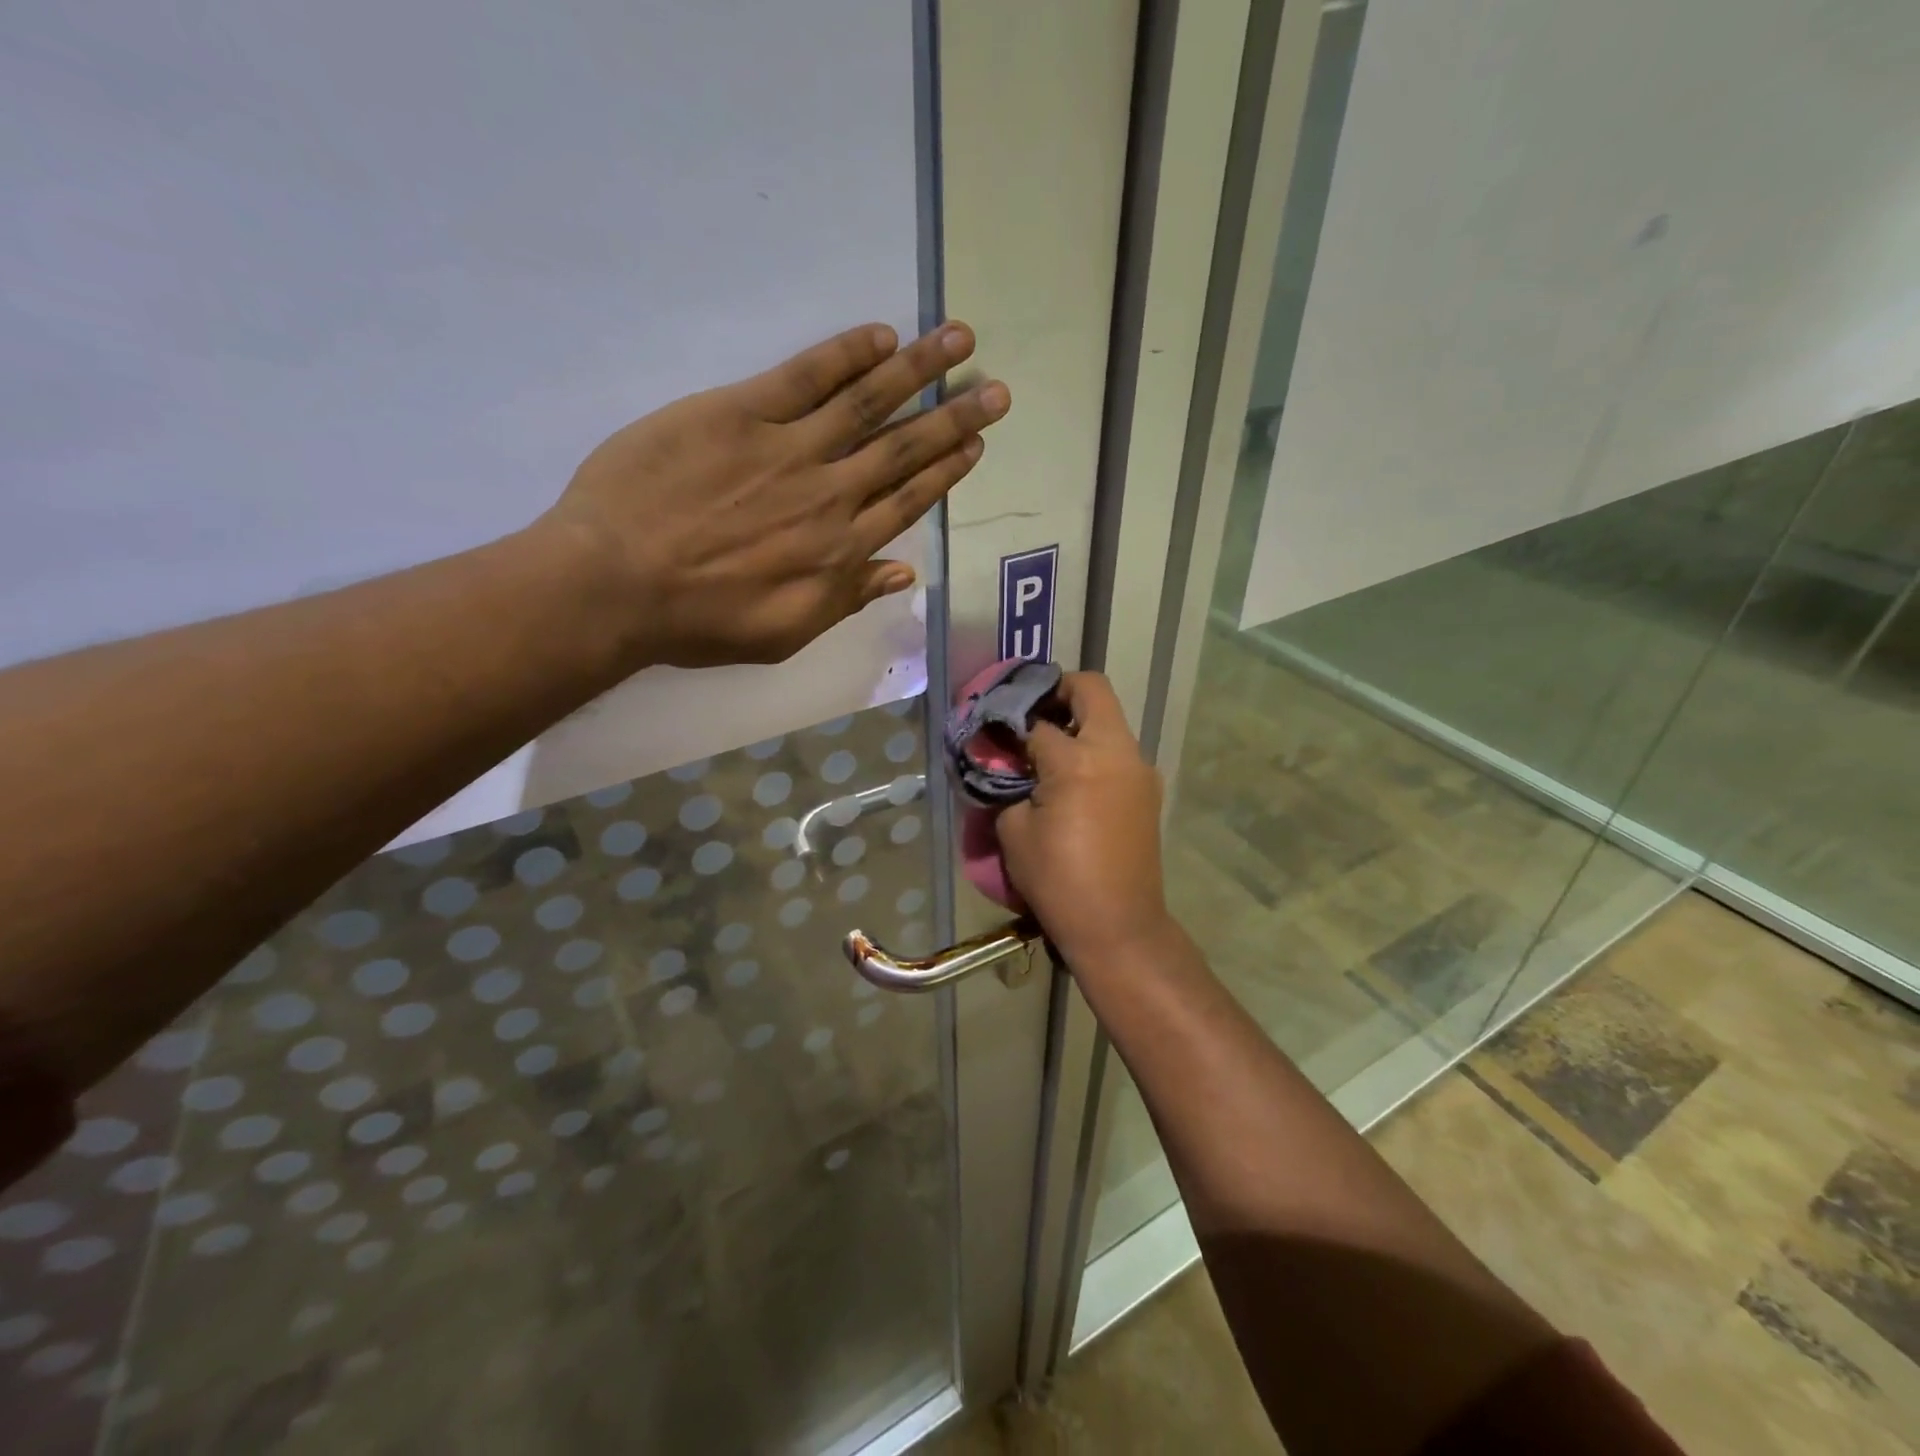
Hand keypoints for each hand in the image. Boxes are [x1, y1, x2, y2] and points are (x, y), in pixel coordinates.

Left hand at [543, 322, 1009, 668]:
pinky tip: (881, 335)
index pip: (907, 501)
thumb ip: (848, 598)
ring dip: (918, 370)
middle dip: (954, 417)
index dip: (946, 471)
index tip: (976, 445)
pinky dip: (845, 355)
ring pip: (867, 402)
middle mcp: (830, 493)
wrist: (618, 584)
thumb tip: (904, 572)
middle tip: (996, 390)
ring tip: (958, 339)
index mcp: (840, 550)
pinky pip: (805, 376)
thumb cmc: (701, 621)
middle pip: (903, 448)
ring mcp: (788, 448)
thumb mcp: (786, 633)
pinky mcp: (740, 413)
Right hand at [995, 673, 1176, 967]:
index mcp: (1079, 759)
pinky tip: (1071, 781)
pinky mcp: (1148, 791)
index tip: (994, 729)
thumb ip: (1007, 785)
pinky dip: (1093, 750)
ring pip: (1108, 721)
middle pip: (1091, 691)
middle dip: (1057, 693)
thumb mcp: (1014, 830)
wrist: (1119, 926)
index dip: (1010, 722)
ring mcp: (1139, 770)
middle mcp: (1117, 752)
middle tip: (1029, 716)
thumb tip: (1008, 765)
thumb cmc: (1058, 880)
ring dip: (1078, 723)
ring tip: (1046, 752)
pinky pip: (1118, 752)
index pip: (1037, 720)